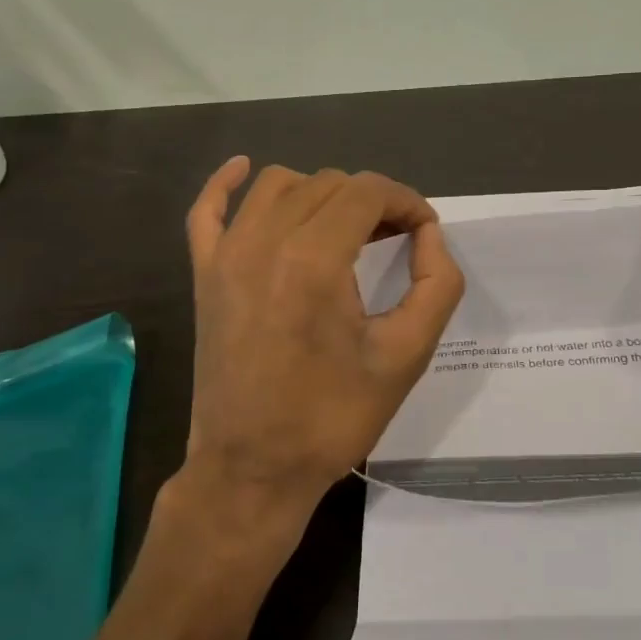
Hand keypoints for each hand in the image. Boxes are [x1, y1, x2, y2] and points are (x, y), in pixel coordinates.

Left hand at [169, 156, 464, 554]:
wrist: (252, 468)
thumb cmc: (332, 417)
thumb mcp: (406, 356)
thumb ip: (436, 285)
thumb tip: (429, 235)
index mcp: (314, 259)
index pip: (367, 192)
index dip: (406, 201)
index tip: (424, 230)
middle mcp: (263, 241)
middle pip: (327, 184)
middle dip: (370, 201)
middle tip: (396, 239)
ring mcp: (225, 255)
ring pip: (277, 185)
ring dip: (319, 193)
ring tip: (345, 229)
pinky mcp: (204, 275)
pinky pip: (207, 209)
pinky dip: (226, 183)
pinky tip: (244, 170)